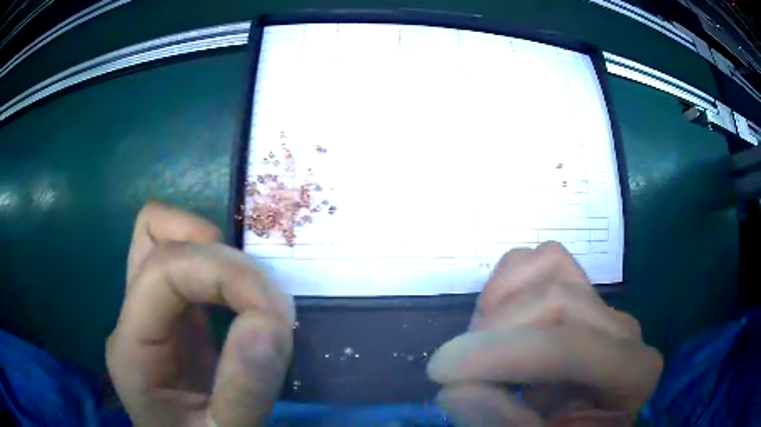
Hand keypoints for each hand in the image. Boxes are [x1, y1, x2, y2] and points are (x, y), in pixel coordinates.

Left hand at [106, 203, 294, 426]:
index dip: (223, 274)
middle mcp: (133, 316)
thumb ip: (243, 391)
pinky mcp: (175, 317)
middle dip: (218, 254)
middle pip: (154, 234)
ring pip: (168, 238)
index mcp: (132, 346)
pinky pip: (190, 265)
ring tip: (254, 299)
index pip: (163, 268)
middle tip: (262, 303)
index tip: (274, 315)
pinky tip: (245, 302)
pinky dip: (222, 267)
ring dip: (218, 253)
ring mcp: (151, 311)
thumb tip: (269, 321)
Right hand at [427, 242, 661, 425]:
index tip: (440, 371)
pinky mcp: (583, 290)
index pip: (567, 348)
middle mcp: (625, 329)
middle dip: (492, 332)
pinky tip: (499, 322)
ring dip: (499, 302)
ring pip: (548, 265)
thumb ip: (503, 424)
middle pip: (555, 300)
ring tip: (483, 346)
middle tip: (455, 370)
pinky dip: (508, 282)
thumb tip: (455, 388)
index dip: (499, 354)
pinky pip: (542, 259)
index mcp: (632, 373)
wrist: (580, 423)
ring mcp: (604, 304)